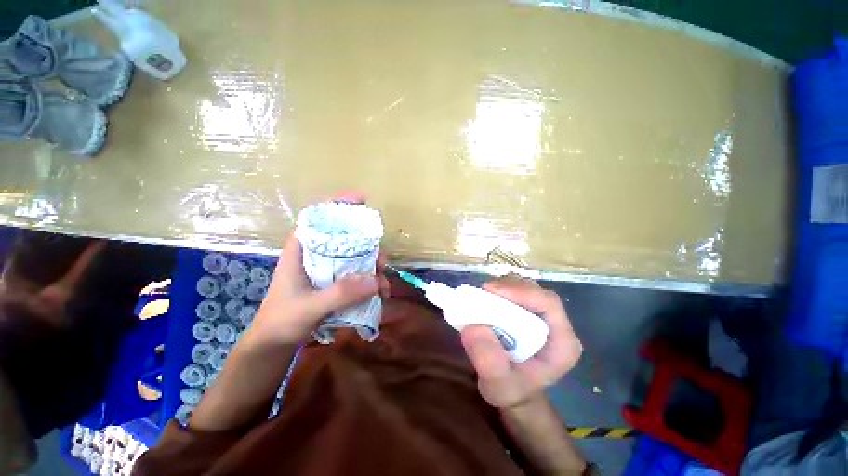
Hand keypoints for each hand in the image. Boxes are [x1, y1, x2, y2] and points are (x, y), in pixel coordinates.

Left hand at [250, 194, 388, 345]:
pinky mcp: (335, 282)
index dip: (340, 205)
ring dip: (374, 268)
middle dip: (368, 246)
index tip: (362, 200)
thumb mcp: (310, 306)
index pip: (319, 217)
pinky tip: (380, 294)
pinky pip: (358, 274)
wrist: (274, 344)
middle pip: (346, 237)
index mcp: (302, 249)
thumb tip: (376, 279)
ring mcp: (327, 268)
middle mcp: (317, 254)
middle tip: (381, 262)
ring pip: (356, 257)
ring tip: (383, 286)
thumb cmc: (282, 320)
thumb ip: (340, 293)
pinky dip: (371, 282)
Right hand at [460, 275, 581, 408]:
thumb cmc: (511, 390)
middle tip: (482, 293)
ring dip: (502, 286)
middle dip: (508, 287)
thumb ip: (489, 363)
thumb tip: (473, 328)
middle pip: (535, 291)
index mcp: (562, 343)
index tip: (491, 291)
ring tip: (483, 296)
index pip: (549, 304)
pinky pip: (515, 289)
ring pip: (525, 286)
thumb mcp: (498, 386)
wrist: (513, 390)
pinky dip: (499, 289)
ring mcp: (541, 314)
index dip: (521, 292)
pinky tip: (487, 298)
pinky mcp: (527, 310)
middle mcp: (556, 324)